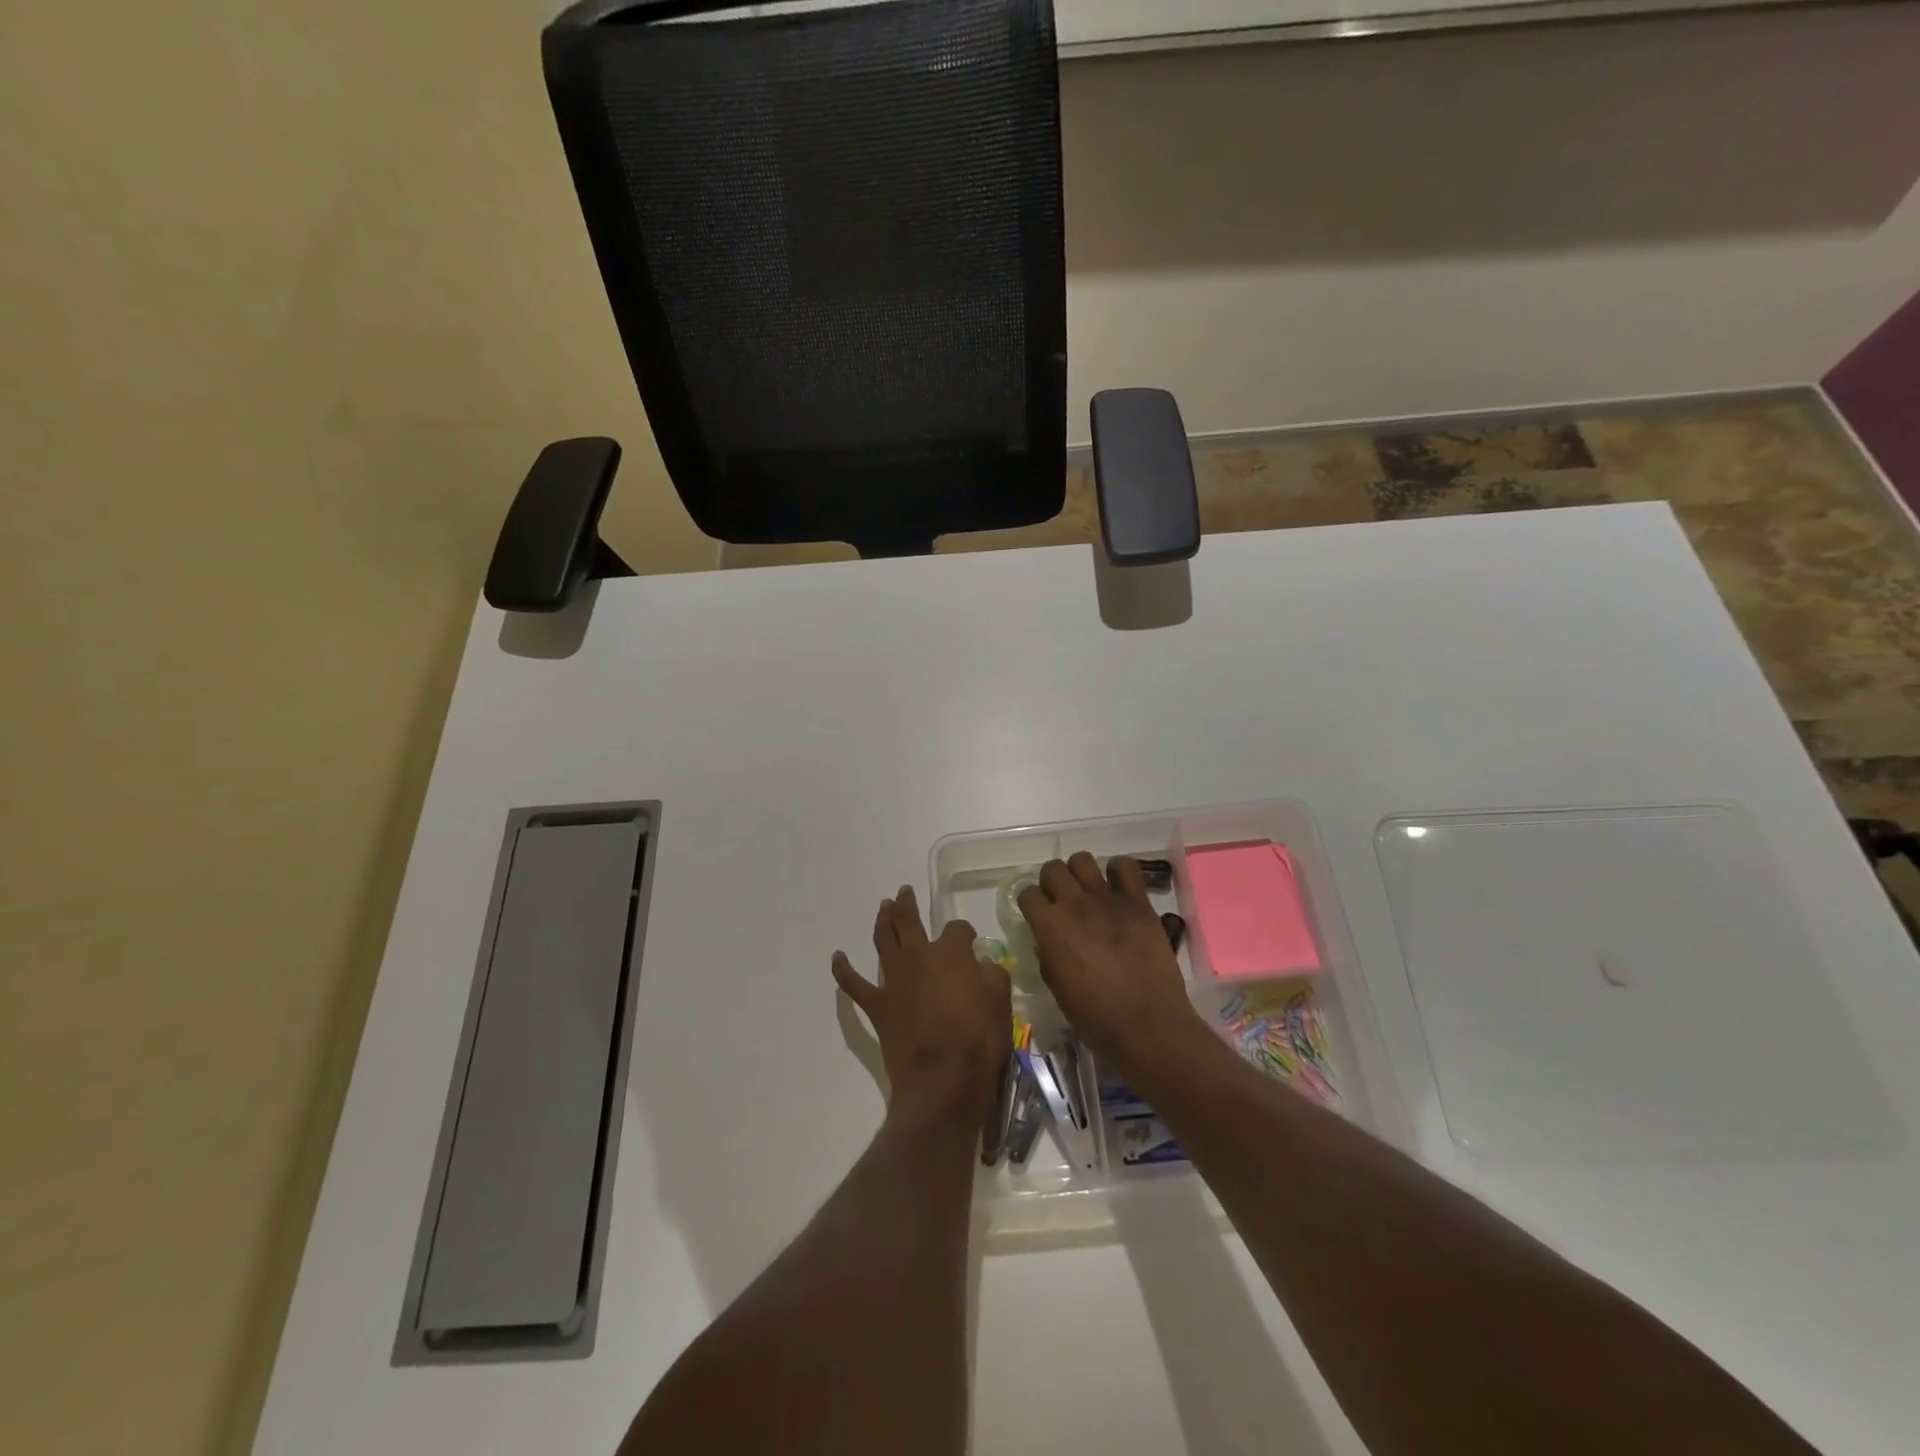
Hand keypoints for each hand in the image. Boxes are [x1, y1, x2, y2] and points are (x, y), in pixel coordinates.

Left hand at [833, 885, 1011, 1122]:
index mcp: (951, 952)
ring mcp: (894, 979)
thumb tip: (984, 965)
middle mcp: (918, 956)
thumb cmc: (978, 1038)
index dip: (964, 932)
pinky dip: (844, 970)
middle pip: (909, 921)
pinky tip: (838, 957)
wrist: (943, 1078)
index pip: (957, 929)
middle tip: (903, 892)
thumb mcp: (1000, 1002)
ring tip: (883, 908)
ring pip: (883, 940)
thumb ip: (992, 976)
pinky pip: (854, 984)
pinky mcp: (878, 1006)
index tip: (969, 941)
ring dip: (882, 921)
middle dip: (907, 904)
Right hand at [1018, 854, 1203, 1070]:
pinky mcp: (1138, 902)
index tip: (1037, 914)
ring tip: (1088, 891)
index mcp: (1050, 927)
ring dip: (1080, 873)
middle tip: (1061, 901)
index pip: (1027, 893)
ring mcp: (1108, 899)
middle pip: (1053, 869)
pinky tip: (1117, 888)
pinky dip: (1118, 871)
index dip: (1030, 903)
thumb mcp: (1058, 990)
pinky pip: (1125, 866)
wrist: (1147, 1024)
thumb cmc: (1096, 1017)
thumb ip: (1048, 958)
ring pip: (1083, 860)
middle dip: (1052, 882)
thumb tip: (1049, 942)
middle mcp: (1075, 904)